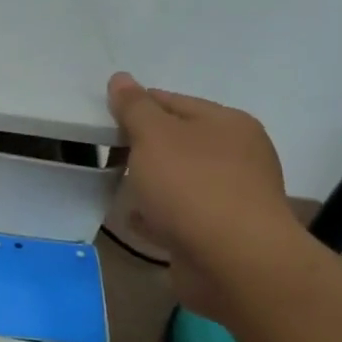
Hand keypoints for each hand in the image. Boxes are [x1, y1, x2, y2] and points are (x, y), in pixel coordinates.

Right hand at [106, 73, 301, 288]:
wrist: (235, 263)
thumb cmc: (192, 186)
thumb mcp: (154, 135)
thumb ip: (134, 107)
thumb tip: (120, 78)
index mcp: (228, 124)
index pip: (173, 102)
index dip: (137, 107)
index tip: (104, 120)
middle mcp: (237, 156)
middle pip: (178, 141)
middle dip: (143, 147)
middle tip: (109, 154)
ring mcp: (232, 198)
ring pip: (180, 180)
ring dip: (151, 182)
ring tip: (117, 186)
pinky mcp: (222, 235)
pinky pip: (181, 216)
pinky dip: (159, 215)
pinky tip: (135, 219)